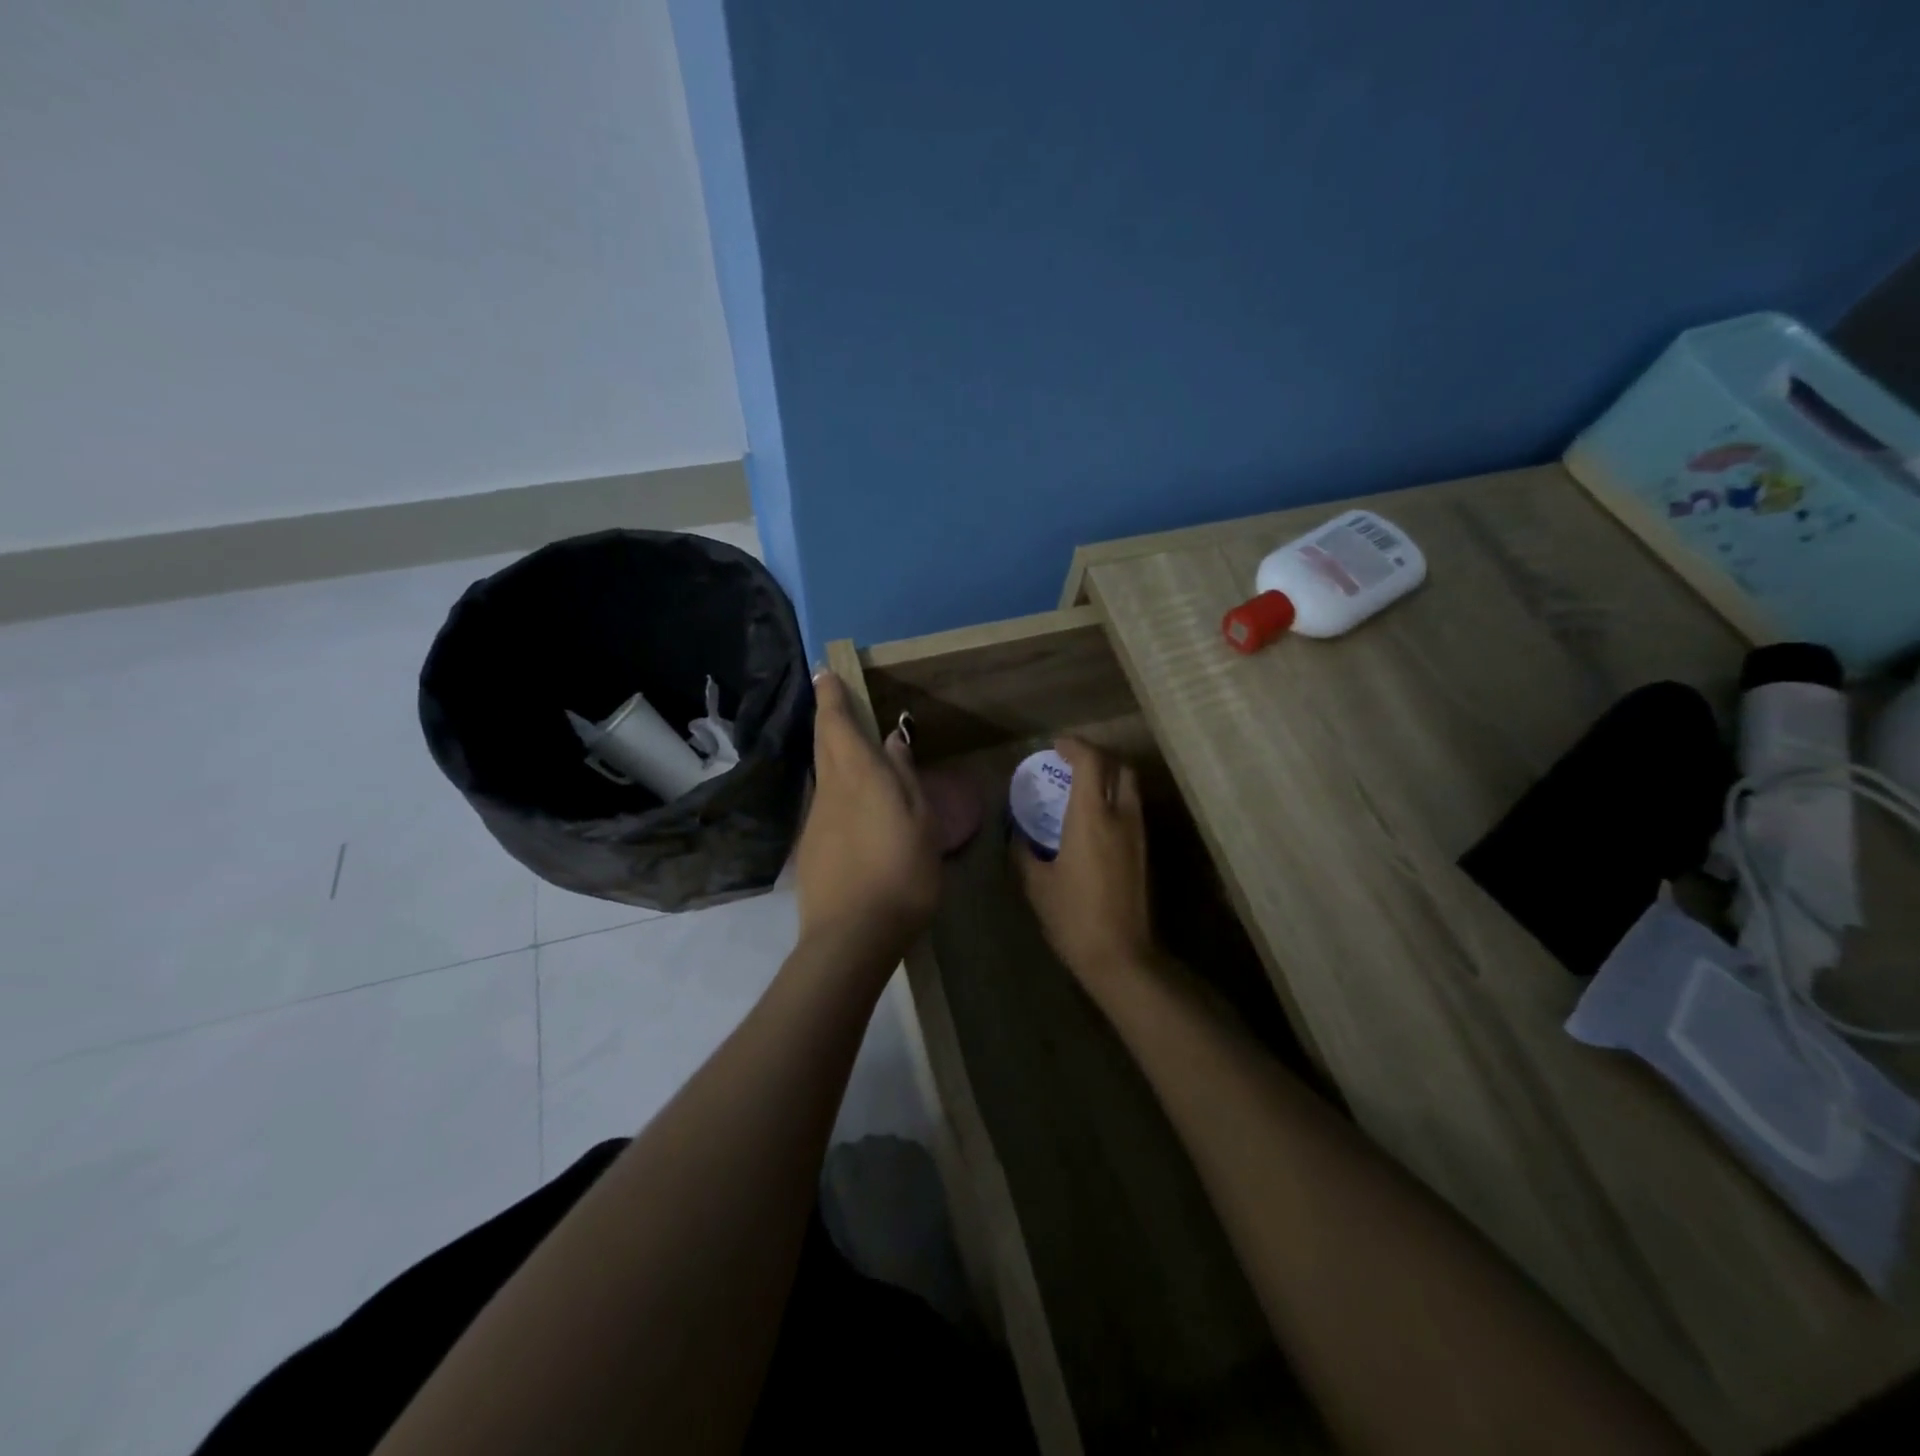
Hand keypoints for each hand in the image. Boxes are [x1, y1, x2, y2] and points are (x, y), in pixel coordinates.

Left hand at [794, 671, 940, 961]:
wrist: (852, 936)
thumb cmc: (901, 873)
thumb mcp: (921, 822)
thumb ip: (905, 777)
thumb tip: (891, 741)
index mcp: (859, 775)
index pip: (836, 723)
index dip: (830, 696)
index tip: (825, 673)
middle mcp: (830, 789)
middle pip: (823, 743)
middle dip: (826, 716)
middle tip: (831, 696)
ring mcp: (816, 819)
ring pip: (822, 773)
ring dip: (831, 751)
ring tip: (848, 744)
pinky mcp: (811, 847)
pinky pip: (824, 802)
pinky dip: (835, 787)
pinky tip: (852, 803)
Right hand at [1014, 738, 1158, 991]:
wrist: (1120, 955)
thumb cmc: (1072, 916)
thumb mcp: (1036, 883)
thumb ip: (1024, 851)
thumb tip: (1017, 833)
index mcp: (1091, 818)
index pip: (1091, 762)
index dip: (1074, 746)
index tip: (1056, 745)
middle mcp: (1120, 817)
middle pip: (1119, 768)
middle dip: (1097, 756)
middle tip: (1071, 762)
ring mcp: (1137, 834)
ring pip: (1129, 787)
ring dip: (1108, 776)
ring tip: (1081, 786)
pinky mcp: (1143, 851)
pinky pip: (1131, 808)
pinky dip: (1114, 798)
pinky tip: (1093, 817)